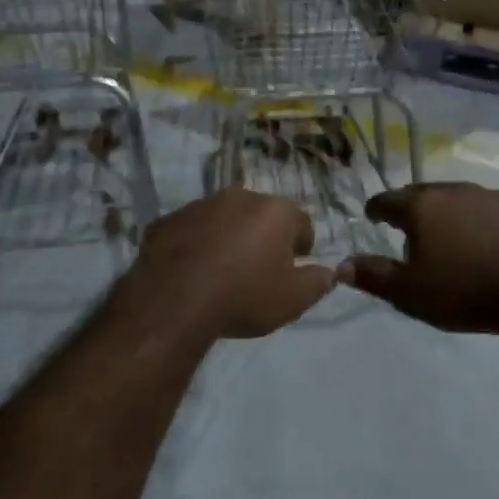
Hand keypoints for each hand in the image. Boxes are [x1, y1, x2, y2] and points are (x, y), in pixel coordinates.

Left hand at [125, 189, 334, 340]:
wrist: (174, 301)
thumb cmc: (244, 296)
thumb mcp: (293, 300)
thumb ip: (318, 282)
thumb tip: (329, 272)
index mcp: (275, 210)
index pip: (301, 223)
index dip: (301, 247)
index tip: (293, 268)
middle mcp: (239, 196)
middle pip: (261, 215)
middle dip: (263, 237)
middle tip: (258, 270)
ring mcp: (200, 205)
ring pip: (224, 219)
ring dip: (228, 237)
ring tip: (222, 272)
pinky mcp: (168, 219)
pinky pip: (191, 230)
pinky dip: (196, 244)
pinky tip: (192, 272)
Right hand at [340, 183, 498, 336]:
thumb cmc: (467, 291)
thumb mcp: (411, 293)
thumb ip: (374, 277)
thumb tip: (341, 266)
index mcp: (422, 206)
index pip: (388, 200)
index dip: (376, 210)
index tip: (371, 217)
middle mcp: (453, 190)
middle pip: (421, 194)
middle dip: (410, 209)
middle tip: (405, 229)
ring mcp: (489, 196)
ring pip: (455, 199)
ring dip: (444, 213)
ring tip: (444, 237)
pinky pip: (484, 210)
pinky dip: (474, 221)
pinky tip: (481, 242)